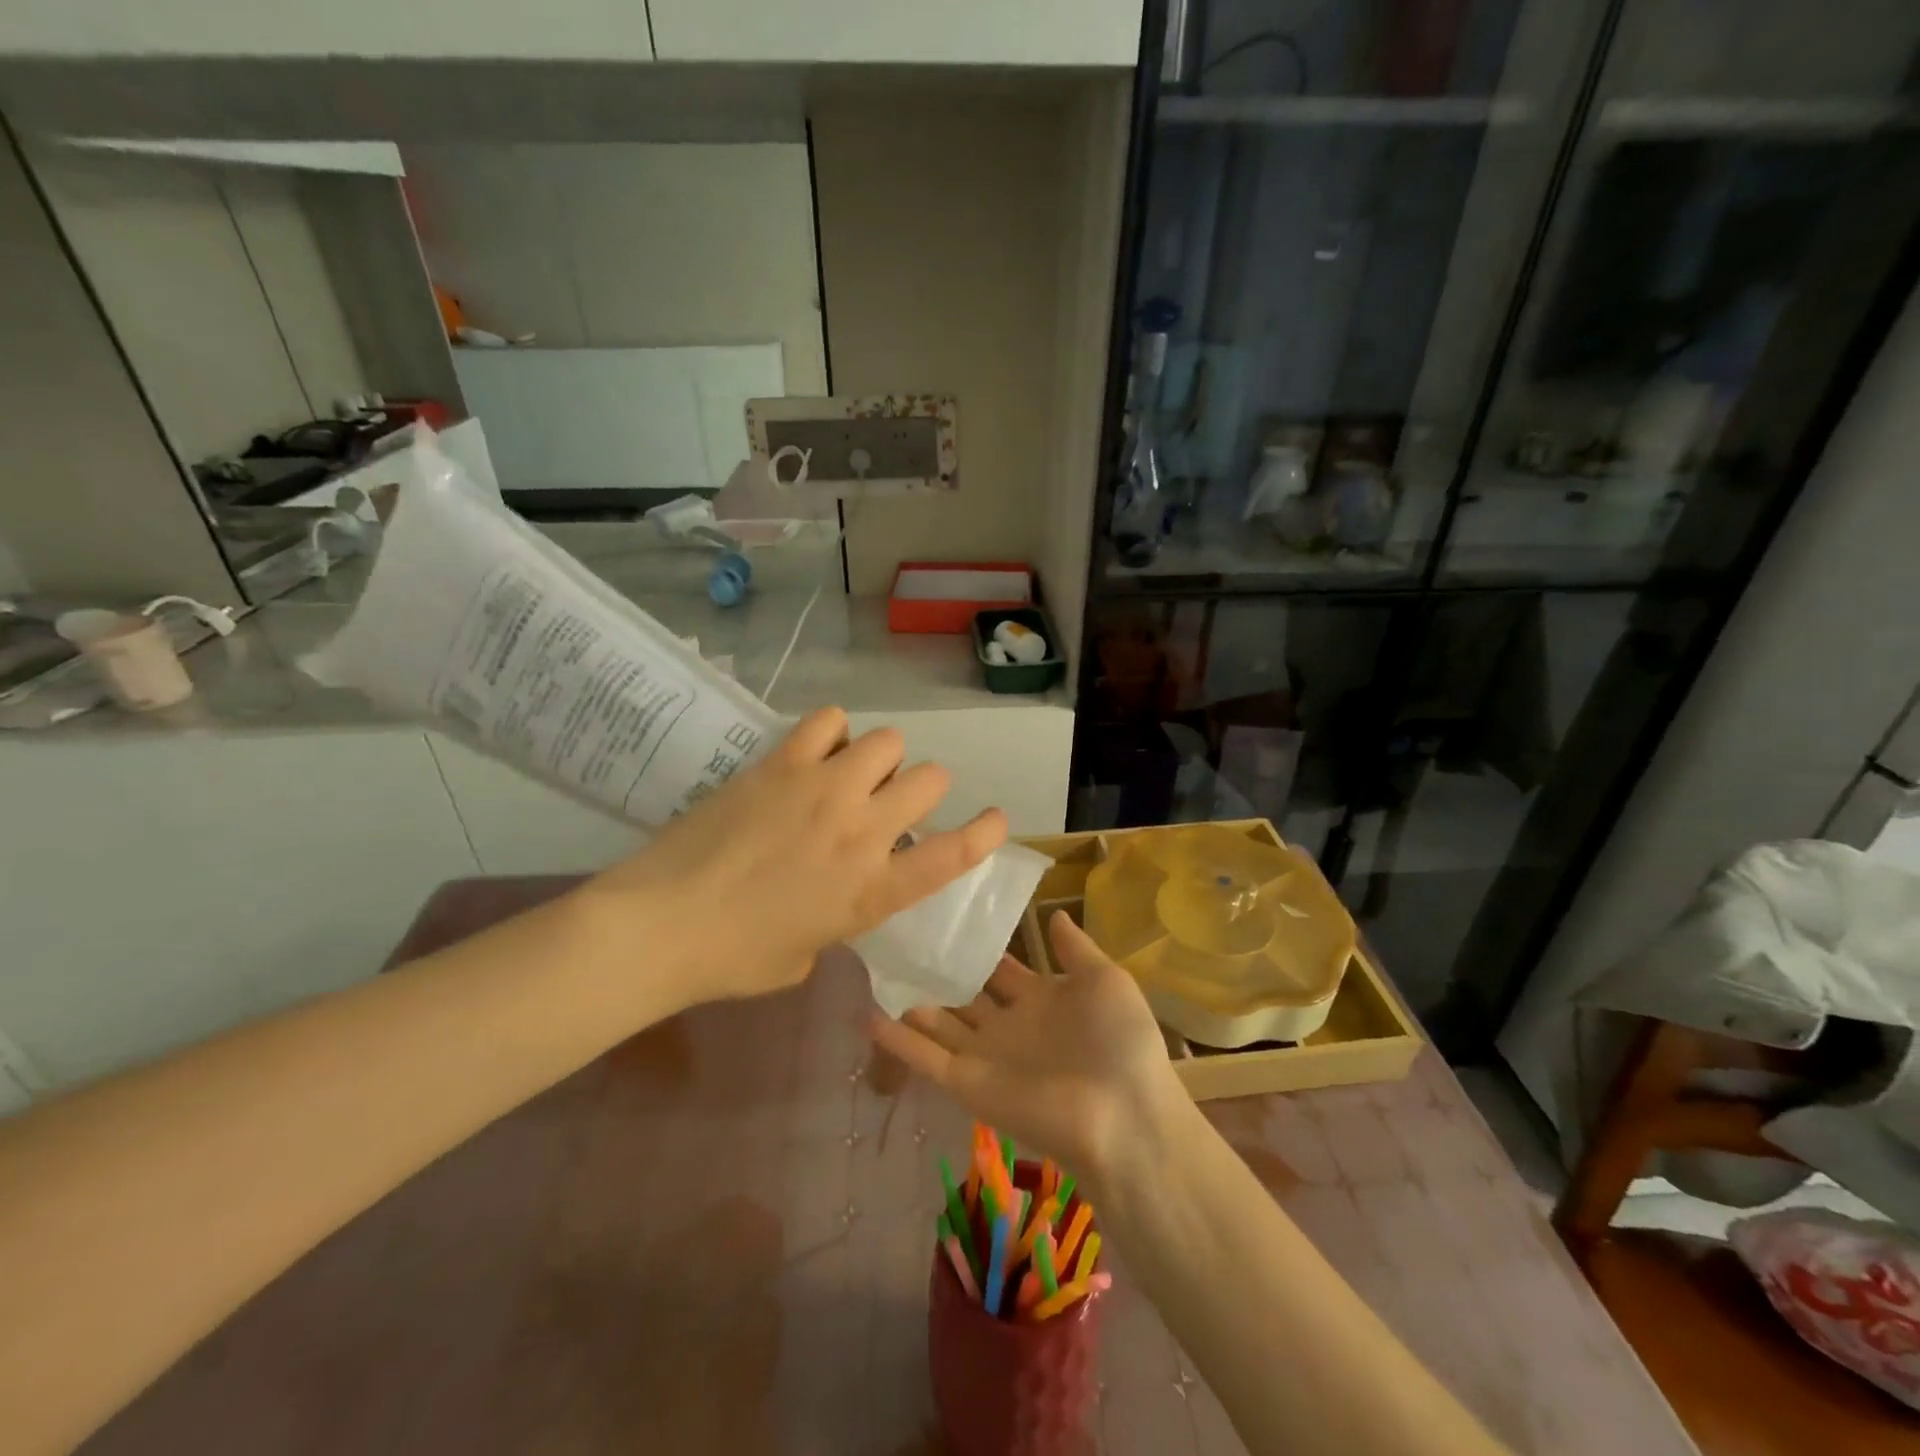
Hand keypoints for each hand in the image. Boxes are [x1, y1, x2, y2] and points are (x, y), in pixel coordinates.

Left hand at [575, 707, 1005, 1007]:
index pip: (954, 855)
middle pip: (930, 780)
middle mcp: (863, 832)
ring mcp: (825, 790)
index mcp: (873, 891)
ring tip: (850, 773)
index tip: (993, 818)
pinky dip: (833, 732)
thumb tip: (829, 899)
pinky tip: (816, 751)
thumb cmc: (734, 958)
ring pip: (889, 742)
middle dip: (920, 790)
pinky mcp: (784, 763)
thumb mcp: (805, 955)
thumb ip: (835, 921)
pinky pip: (830, 721)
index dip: (984, 832)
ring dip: (880, 758)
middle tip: (888, 804)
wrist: (662, 924)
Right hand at [866, 911, 1186, 1194]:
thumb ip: (1075, 948)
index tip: (945, 916)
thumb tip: (1052, 912)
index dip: (976, 946)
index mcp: (1042, 1000)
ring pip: (937, 1022)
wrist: (1122, 1115)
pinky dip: (896, 1039)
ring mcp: (984, 1055)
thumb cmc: (1120, 1040)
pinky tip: (865, 1013)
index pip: (1000, 968)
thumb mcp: (1105, 980)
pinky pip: (925, 1057)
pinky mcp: (966, 1083)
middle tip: (899, 936)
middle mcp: (1008, 1026)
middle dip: (937, 971)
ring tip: (873, 967)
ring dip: (908, 1001)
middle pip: (964, 994)